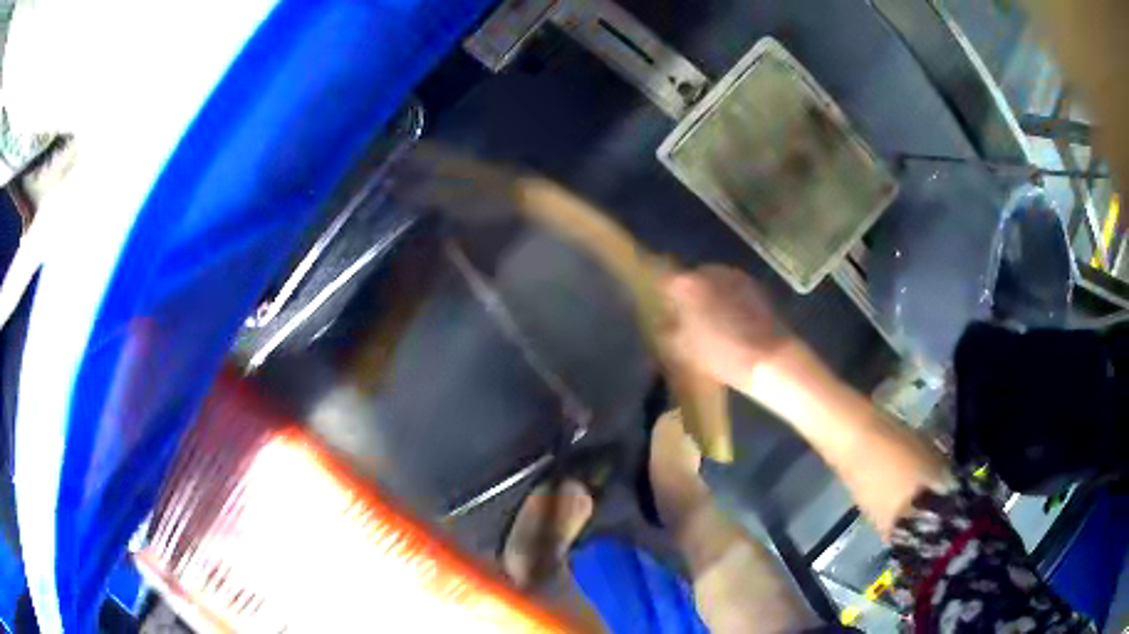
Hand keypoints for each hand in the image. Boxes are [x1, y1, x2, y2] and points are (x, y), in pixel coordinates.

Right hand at [661, 265, 787, 388]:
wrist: (767, 357)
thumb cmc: (719, 354)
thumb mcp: (683, 349)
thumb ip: (668, 330)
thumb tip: (664, 321)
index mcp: (687, 284)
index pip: (667, 281)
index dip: (667, 296)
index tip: (668, 310)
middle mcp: (710, 270)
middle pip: (693, 278)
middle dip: (691, 294)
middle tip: (692, 317)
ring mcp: (735, 275)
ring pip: (715, 282)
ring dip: (712, 295)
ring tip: (716, 320)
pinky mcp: (756, 284)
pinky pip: (734, 288)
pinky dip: (731, 299)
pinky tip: (736, 320)